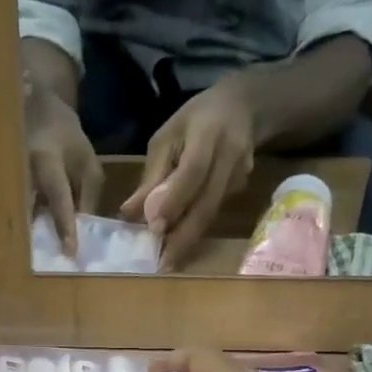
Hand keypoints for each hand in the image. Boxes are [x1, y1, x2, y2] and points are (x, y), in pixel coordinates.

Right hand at [24, 83, 102, 256]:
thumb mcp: (87, 162)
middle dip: (43, 239)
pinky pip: (17, 213)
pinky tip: (33, 244)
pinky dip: (27, 228)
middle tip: (55, 263)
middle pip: (32, 215)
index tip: (70, 252)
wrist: (32, 110)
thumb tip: (83, 227)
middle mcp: (22, 174)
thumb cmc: (65, 138)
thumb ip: (88, 195)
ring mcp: (10, 181)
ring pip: (21, 216)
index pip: (59, 200)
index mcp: (46, 162)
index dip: (65, 227)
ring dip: (32, 237)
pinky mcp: (6, 188)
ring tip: (42, 258)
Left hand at [121, 77, 257, 270]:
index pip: (193, 171)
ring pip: (211, 213)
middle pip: (207, 203)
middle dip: (184, 236)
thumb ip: (151, 176)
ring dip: (188, 239)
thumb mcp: (167, 137)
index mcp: (208, 133)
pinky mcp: (241, 188)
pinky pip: (215, 212)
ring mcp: (240, 174)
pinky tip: (179, 243)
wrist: (242, 107)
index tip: (155, 228)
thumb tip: (129, 213)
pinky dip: (195, 229)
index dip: (174, 201)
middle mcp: (230, 155)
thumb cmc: (194, 121)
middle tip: (163, 264)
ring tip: (168, 261)